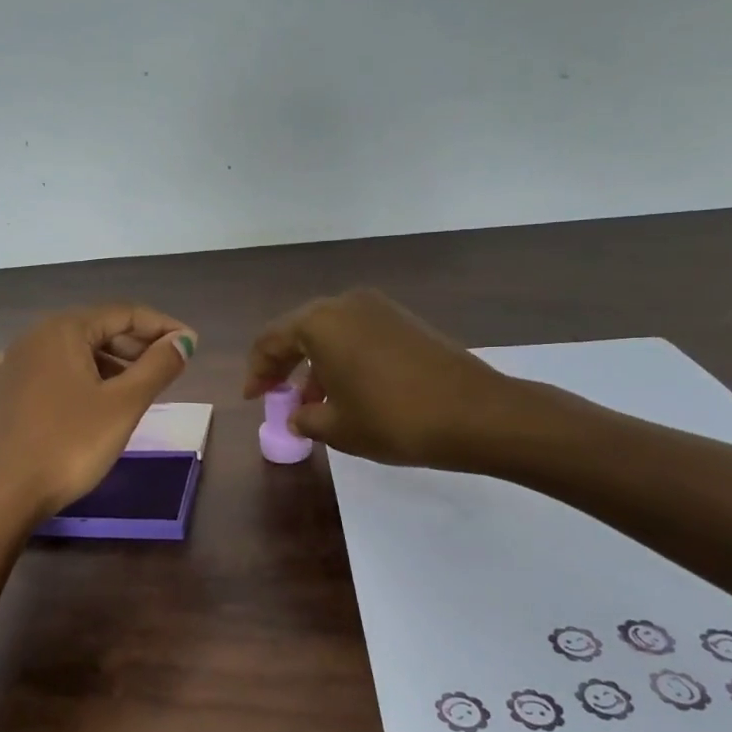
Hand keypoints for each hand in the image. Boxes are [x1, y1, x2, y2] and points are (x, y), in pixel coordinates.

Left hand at [0, 304, 197, 517]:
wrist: (5, 494)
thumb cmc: (70, 444)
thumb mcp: (123, 404)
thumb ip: (157, 366)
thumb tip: (183, 340)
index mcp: (63, 329)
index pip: (123, 314)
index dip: (161, 326)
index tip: (191, 345)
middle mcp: (31, 337)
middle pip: (93, 329)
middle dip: (133, 344)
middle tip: (166, 368)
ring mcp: (5, 365)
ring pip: (63, 351)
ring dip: (100, 362)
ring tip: (128, 386)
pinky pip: (26, 370)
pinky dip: (50, 373)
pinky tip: (52, 384)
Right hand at [243, 288, 544, 472]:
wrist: (477, 414)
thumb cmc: (394, 419)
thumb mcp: (338, 428)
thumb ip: (305, 418)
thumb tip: (296, 415)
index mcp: (320, 323)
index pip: (271, 340)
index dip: (256, 371)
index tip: (253, 399)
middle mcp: (345, 304)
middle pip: (298, 330)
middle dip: (283, 363)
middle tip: (274, 394)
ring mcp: (378, 308)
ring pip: (329, 331)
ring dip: (313, 362)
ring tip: (313, 401)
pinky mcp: (404, 320)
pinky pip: (357, 334)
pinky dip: (342, 357)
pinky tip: (347, 389)